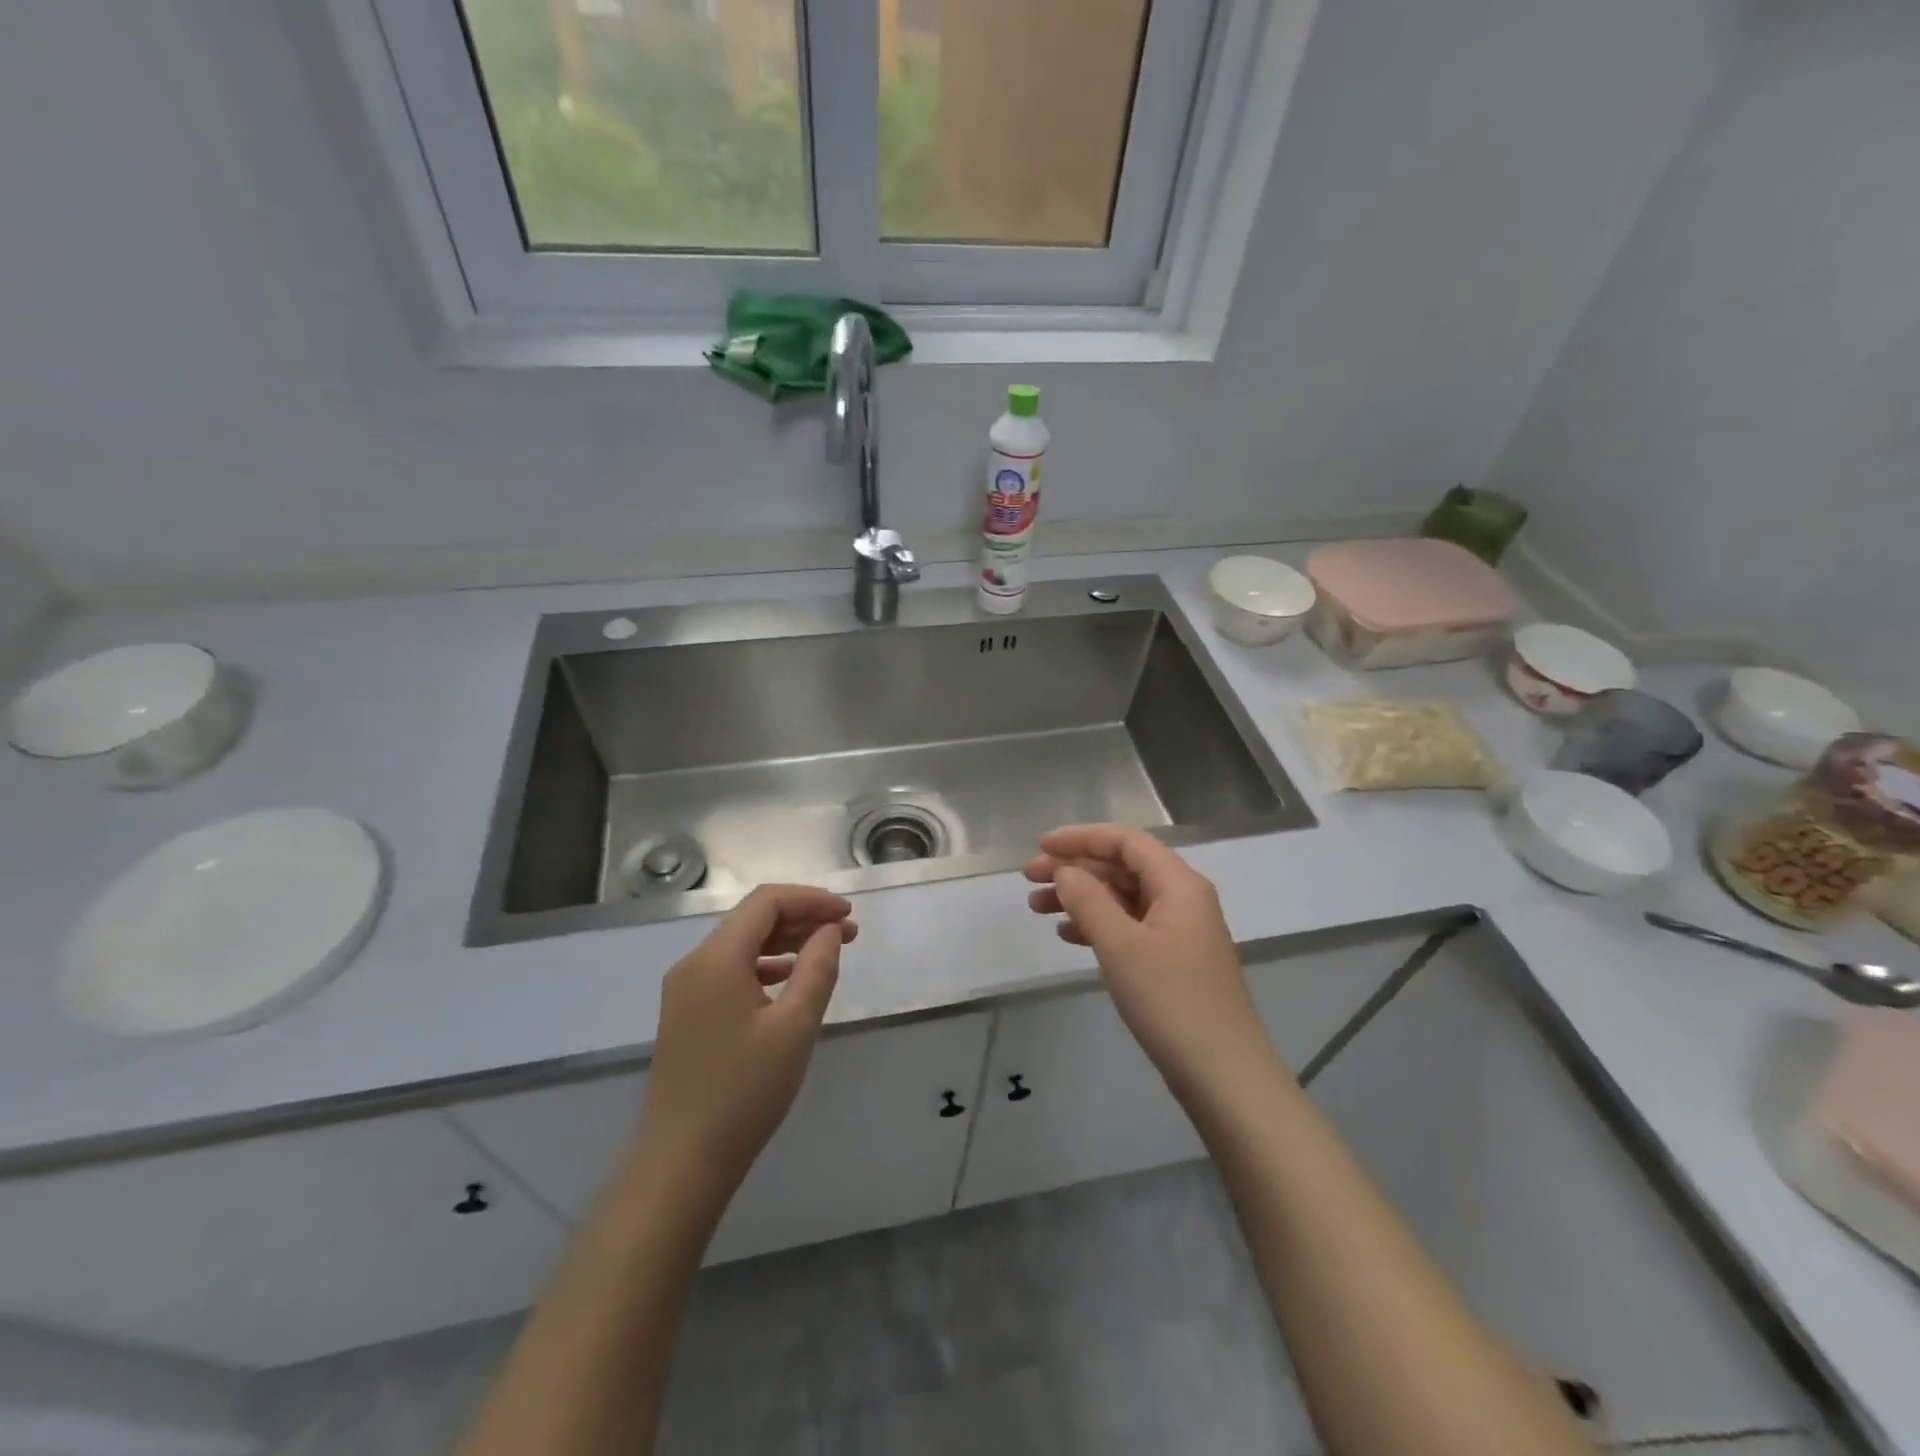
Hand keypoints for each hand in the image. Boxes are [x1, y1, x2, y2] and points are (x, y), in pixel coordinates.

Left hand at [633, 885, 856, 1210]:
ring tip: (828, 952)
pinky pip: (730, 971)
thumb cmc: (744, 1092)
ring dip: (786, 941)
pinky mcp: (687, 1014)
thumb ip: (817, 968)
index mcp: (716, 958)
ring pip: (742, 945)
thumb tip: (831, 930)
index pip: (767, 902)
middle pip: (753, 919)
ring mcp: (686, 990)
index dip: (811, 900)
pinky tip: (792, 981)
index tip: (849, 915)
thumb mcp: (795, 1026)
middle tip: (849, 934)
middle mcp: (694, 963)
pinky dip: (766, 966)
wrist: (681, 1163)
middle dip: (803, 918)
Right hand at [1025, 825, 1277, 1103]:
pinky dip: (1097, 925)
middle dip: (1075, 868)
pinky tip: (1068, 935)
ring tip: (1037, 908)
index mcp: (1178, 885)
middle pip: (1122, 868)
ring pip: (1122, 898)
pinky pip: (1129, 926)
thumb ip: (1089, 901)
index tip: (1040, 846)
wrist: (1223, 1075)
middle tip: (1029, 879)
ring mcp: (1179, 931)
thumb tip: (1065, 871)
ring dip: (1081, 897)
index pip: (1125, 842)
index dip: (1081, 838)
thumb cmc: (1171, 1001)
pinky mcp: (1173, 961)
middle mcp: (1182, 899)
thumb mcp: (1122, 946)